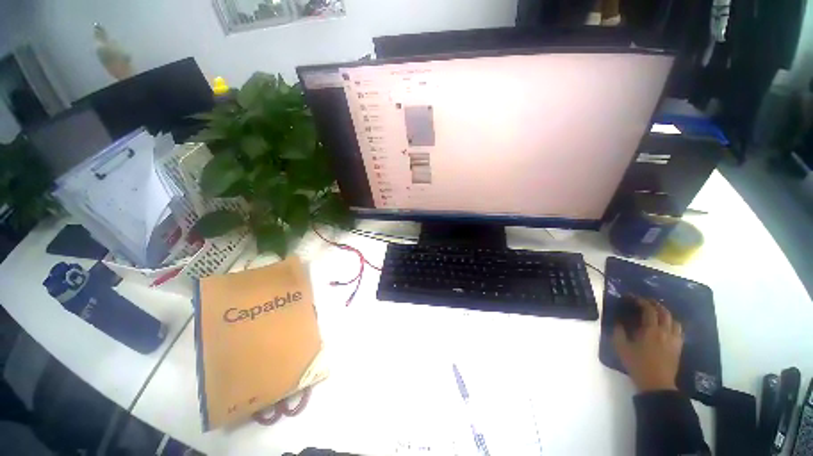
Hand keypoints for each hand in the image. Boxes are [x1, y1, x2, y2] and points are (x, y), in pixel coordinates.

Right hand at [612, 297, 682, 391]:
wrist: (656, 383)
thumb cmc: (637, 364)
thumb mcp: (621, 348)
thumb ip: (618, 332)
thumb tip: (618, 321)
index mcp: (651, 330)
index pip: (649, 310)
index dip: (642, 302)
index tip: (633, 298)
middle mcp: (665, 332)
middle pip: (665, 313)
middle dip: (655, 305)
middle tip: (646, 302)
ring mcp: (674, 339)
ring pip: (674, 320)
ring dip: (666, 314)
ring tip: (658, 313)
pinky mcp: (678, 347)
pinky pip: (679, 331)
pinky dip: (673, 324)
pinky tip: (667, 327)